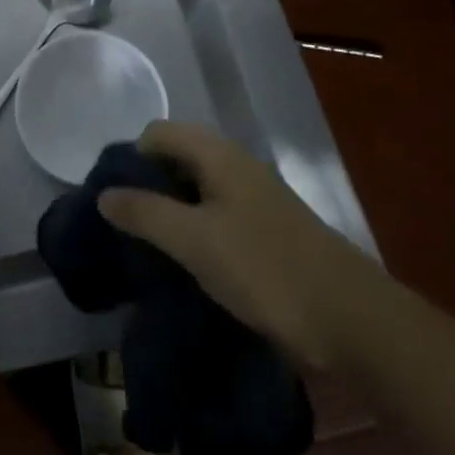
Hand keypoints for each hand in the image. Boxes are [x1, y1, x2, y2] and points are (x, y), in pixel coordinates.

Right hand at [96, 121, 356, 368]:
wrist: (350, 320)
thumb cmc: (265, 269)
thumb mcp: (194, 241)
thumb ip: (145, 213)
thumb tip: (104, 194)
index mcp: (217, 154)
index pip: (157, 134)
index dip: (130, 159)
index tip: (114, 200)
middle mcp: (235, 166)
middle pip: (176, 159)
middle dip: (147, 186)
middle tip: (126, 226)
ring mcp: (254, 199)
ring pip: (196, 190)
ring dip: (170, 212)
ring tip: (149, 248)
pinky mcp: (267, 232)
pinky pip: (216, 217)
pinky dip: (194, 231)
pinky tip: (186, 264)